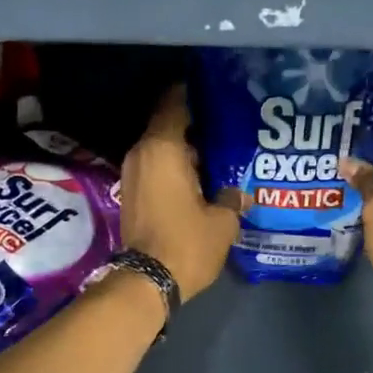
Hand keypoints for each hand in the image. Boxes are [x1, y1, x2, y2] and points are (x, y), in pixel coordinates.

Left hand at [119, 86, 240, 299]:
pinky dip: (175, 168)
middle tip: (227, 126)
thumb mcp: (222, 221)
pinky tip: (201, 178)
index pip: (175, 104)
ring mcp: (133, 174)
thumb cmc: (186, 243)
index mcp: (163, 149)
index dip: (193, 94)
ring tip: (218, 154)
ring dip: (186, 150)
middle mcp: (142, 154)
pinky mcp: (132, 194)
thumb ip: (232, 198)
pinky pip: (156, 168)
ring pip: (163, 150)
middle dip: (196, 125)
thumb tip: (239, 193)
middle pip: (169, 126)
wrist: (147, 282)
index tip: (215, 91)